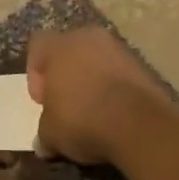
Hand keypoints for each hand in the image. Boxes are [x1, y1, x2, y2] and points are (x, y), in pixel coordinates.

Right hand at [27, 27, 174, 165]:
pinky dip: (114, 87)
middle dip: (65, 74)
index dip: (35, 73)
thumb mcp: (51, 134)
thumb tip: (43, 142)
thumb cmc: (83, 119)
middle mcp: (88, 37)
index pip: (37, 45)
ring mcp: (119, 48)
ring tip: (93, 111)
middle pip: (69, 49)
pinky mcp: (143, 64)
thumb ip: (44, 132)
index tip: (43, 101)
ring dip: (92, 80)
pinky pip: (119, 72)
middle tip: (65, 104)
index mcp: (59, 45)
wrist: (139, 124)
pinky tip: (115, 113)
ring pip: (97, 59)